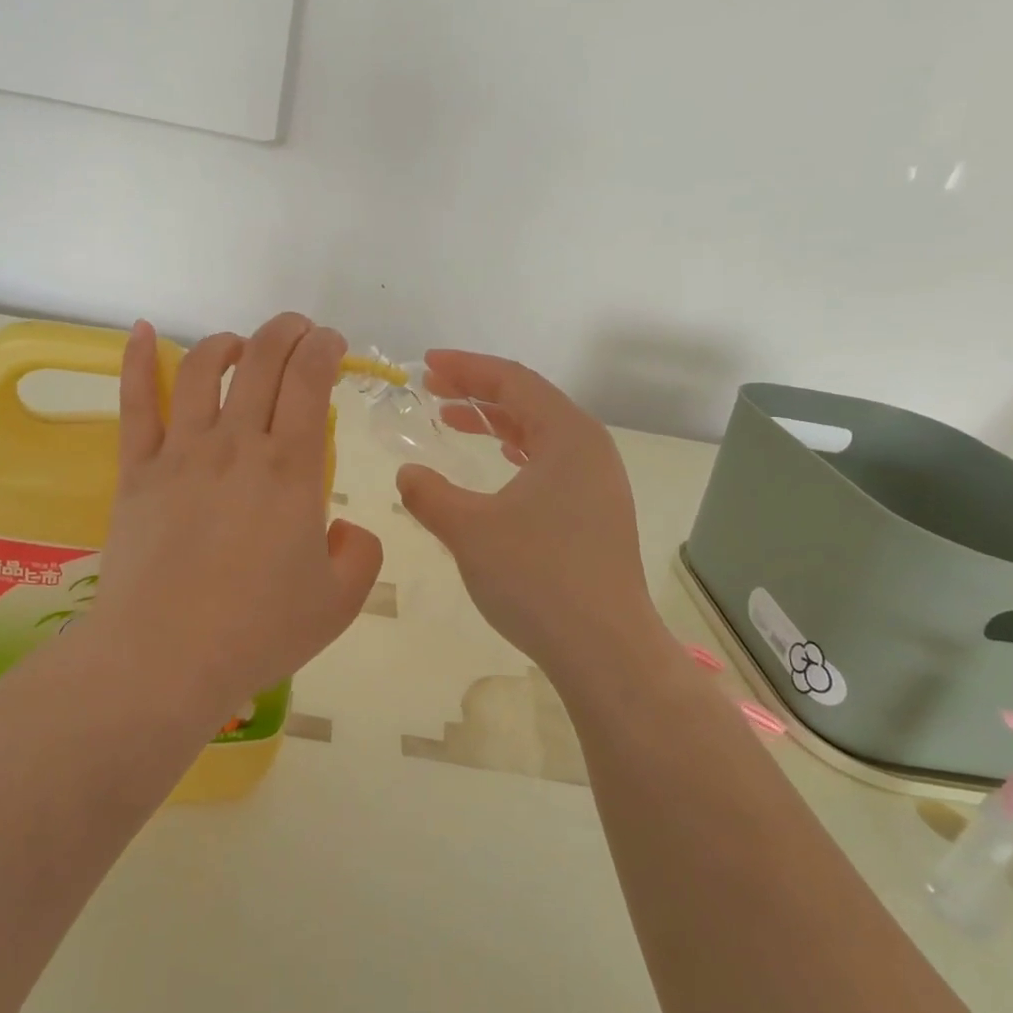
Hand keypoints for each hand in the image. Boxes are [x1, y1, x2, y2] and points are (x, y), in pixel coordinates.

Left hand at [90, 314, 382, 721]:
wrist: (164, 660)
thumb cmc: (257, 632)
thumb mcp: (339, 602)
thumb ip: (360, 553)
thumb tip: (344, 528)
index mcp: (289, 468)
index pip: (309, 379)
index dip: (324, 347)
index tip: (333, 345)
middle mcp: (236, 444)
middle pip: (261, 359)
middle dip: (286, 331)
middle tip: (299, 332)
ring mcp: (180, 452)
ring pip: (202, 369)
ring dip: (227, 343)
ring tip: (240, 346)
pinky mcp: (136, 470)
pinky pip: (136, 403)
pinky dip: (137, 360)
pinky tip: (142, 332)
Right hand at [396, 350, 664, 683]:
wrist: (604, 649)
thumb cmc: (536, 577)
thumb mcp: (468, 530)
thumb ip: (429, 495)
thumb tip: (408, 474)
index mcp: (568, 435)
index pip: (513, 380)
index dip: (466, 367)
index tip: (427, 363)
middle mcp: (590, 449)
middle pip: (530, 401)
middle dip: (478, 391)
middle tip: (432, 389)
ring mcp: (599, 483)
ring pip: (541, 433)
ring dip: (496, 422)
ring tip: (454, 420)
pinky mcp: (597, 513)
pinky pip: (551, 463)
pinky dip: (517, 452)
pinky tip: (498, 462)